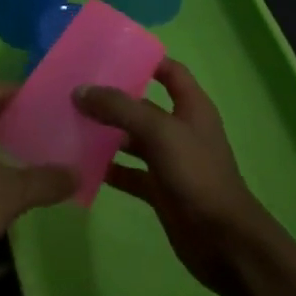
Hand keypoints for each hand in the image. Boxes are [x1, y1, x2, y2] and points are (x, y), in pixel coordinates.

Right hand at [74, 59, 285, 295]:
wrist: (224, 242)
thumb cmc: (197, 174)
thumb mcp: (159, 131)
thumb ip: (120, 108)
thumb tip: (81, 91)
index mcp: (191, 106)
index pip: (169, 71)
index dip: (144, 59)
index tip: (108, 54)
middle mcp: (180, 129)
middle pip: (143, 105)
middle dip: (113, 97)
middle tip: (76, 89)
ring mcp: (170, 161)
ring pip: (132, 139)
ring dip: (106, 133)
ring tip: (71, 123)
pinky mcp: (160, 190)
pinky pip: (129, 173)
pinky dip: (109, 169)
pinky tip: (82, 165)